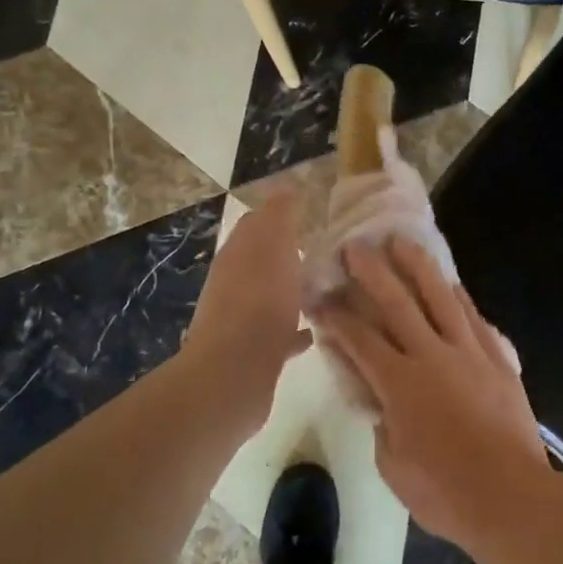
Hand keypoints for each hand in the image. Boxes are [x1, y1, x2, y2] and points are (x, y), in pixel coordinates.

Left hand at [184, 192, 310, 427]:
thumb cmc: (259, 303)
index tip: (315, 218)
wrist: (234, 375)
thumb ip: (280, 215)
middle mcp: (233, 283)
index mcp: (238, 254)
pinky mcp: (252, 353)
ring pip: (270, 296)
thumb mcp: (273, 246)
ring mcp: (240, 320)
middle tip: (329, 255)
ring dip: (293, 291)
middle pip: (263, 261)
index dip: (282, 216)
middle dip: (290, 255)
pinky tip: (316, 332)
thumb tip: (287, 188)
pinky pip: (277, 333)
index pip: (257, 223)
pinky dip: (294, 328)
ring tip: (328, 290)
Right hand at [317, 237, 548, 549]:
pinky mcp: (498, 359)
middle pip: (397, 303)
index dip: (335, 317)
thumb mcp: (393, 465)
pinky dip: (459, 296)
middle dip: (372, 272)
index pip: (359, 339)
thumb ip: (382, 424)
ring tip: (403, 241)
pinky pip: (474, 317)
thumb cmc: (444, 492)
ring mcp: (469, 353)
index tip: (319, 298)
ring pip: (441, 297)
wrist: (511, 497)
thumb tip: (380, 402)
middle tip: (355, 246)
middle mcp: (432, 356)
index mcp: (399, 384)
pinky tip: (450, 281)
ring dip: (418, 266)